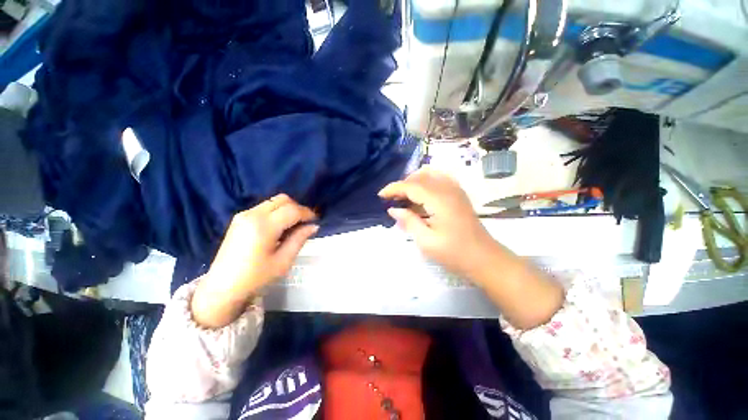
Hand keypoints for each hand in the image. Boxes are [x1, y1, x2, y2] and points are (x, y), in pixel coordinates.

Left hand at [192, 194, 317, 327]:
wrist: (222, 287)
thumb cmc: (255, 278)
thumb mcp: (283, 261)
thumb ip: (299, 239)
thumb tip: (314, 226)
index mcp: (264, 226)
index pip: (292, 210)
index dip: (307, 213)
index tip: (316, 221)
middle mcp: (252, 215)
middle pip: (283, 200)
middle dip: (298, 208)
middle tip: (305, 222)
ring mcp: (243, 215)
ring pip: (273, 201)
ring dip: (287, 209)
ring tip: (293, 225)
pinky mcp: (239, 218)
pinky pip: (264, 207)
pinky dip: (276, 212)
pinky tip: (278, 227)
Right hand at [381, 169, 563, 328]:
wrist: (484, 258)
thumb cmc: (454, 253)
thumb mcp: (426, 241)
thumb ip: (408, 221)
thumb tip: (393, 209)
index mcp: (439, 200)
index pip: (411, 186)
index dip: (393, 188)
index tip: (380, 195)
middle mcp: (448, 189)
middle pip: (419, 177)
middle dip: (402, 184)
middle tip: (392, 199)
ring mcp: (455, 190)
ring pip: (430, 174)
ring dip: (414, 181)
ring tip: (405, 196)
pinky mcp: (459, 194)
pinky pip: (440, 178)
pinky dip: (426, 181)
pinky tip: (421, 194)